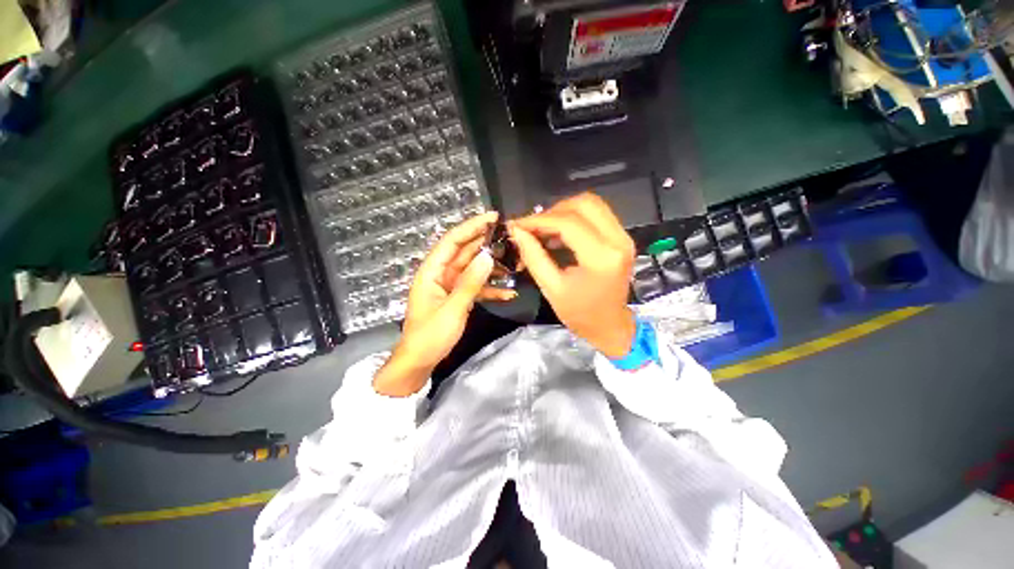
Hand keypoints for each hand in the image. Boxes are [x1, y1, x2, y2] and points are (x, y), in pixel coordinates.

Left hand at [374, 212, 515, 395]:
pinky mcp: (458, 298)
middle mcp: (441, 274)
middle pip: (464, 252)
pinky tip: (509, 292)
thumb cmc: (430, 336)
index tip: (493, 218)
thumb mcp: (452, 309)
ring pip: (473, 268)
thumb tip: (487, 257)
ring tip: (513, 261)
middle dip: (485, 243)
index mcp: (432, 271)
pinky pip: (476, 287)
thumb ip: (470, 283)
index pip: (452, 241)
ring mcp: (450, 286)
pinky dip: (490, 288)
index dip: (471, 226)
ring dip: (491, 265)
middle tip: (509, 236)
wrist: (419, 362)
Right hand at [509, 193, 636, 357]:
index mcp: (602, 258)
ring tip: (543, 230)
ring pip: (592, 205)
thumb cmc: (579, 314)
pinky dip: (574, 218)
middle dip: (553, 211)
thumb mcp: (551, 288)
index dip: (539, 220)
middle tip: (533, 227)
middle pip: (584, 203)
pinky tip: (558, 233)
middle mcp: (618, 241)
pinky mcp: (622, 238)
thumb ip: (533, 256)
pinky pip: (597, 215)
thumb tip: (517, 231)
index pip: (568, 223)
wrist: (609, 326)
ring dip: (564, 212)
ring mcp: (624, 237)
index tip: (518, 224)